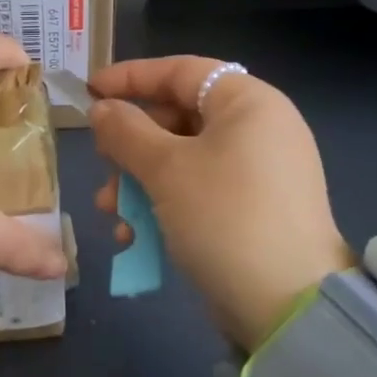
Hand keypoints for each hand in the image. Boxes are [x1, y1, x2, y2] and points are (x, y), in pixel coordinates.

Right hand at [90, 57, 352, 351]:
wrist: (287, 305)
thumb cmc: (224, 217)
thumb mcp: (166, 169)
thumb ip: (126, 131)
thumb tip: (101, 109)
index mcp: (248, 103)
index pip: (181, 71)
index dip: (131, 77)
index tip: (89, 91)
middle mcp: (259, 129)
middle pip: (179, 118)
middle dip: (131, 145)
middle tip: (102, 164)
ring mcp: (259, 173)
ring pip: (183, 160)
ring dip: (140, 181)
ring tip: (110, 210)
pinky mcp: (254, 211)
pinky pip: (199, 192)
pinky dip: (165, 205)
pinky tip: (134, 236)